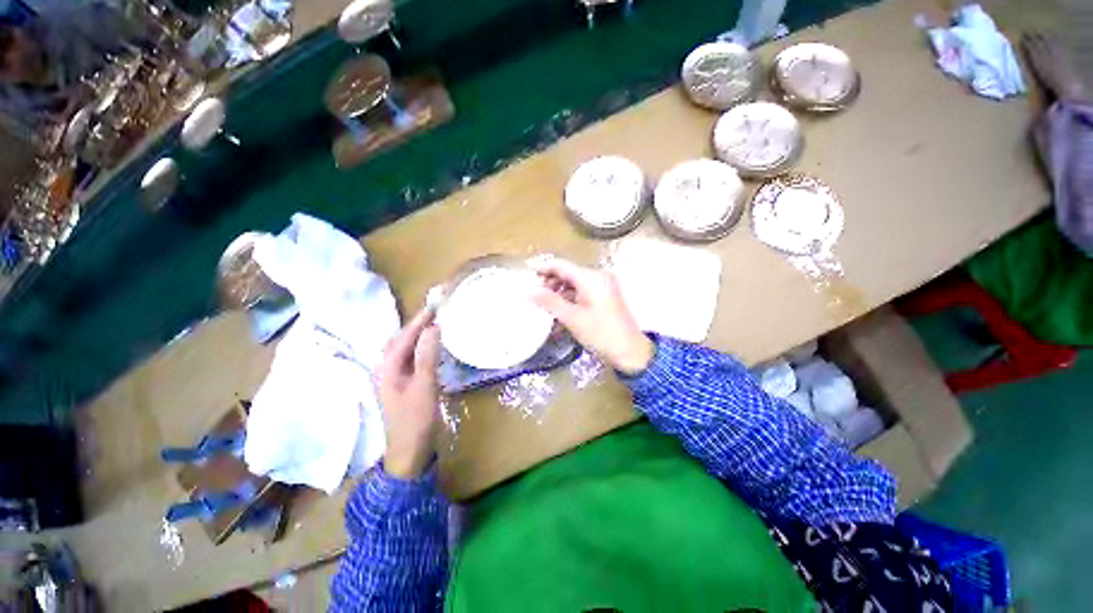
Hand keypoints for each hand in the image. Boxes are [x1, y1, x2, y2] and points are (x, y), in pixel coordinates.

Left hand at [378, 307, 441, 479]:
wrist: (408, 452)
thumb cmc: (415, 419)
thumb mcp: (425, 386)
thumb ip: (428, 356)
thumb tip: (433, 328)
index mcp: (388, 368)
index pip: (404, 337)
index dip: (419, 320)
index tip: (434, 305)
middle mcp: (387, 369)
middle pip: (399, 340)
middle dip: (416, 324)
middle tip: (436, 312)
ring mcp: (394, 377)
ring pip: (404, 349)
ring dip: (417, 334)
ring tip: (434, 324)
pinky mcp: (403, 384)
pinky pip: (411, 358)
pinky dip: (421, 347)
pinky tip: (431, 347)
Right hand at [530, 258, 653, 374]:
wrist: (630, 352)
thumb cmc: (601, 334)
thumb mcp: (572, 318)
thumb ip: (550, 302)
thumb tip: (528, 291)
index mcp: (591, 277)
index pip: (561, 265)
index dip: (542, 268)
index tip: (525, 274)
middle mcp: (598, 276)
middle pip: (567, 273)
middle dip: (549, 283)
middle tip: (533, 296)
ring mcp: (602, 286)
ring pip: (573, 283)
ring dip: (558, 293)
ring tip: (544, 307)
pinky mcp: (604, 296)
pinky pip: (582, 292)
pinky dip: (569, 299)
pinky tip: (559, 312)